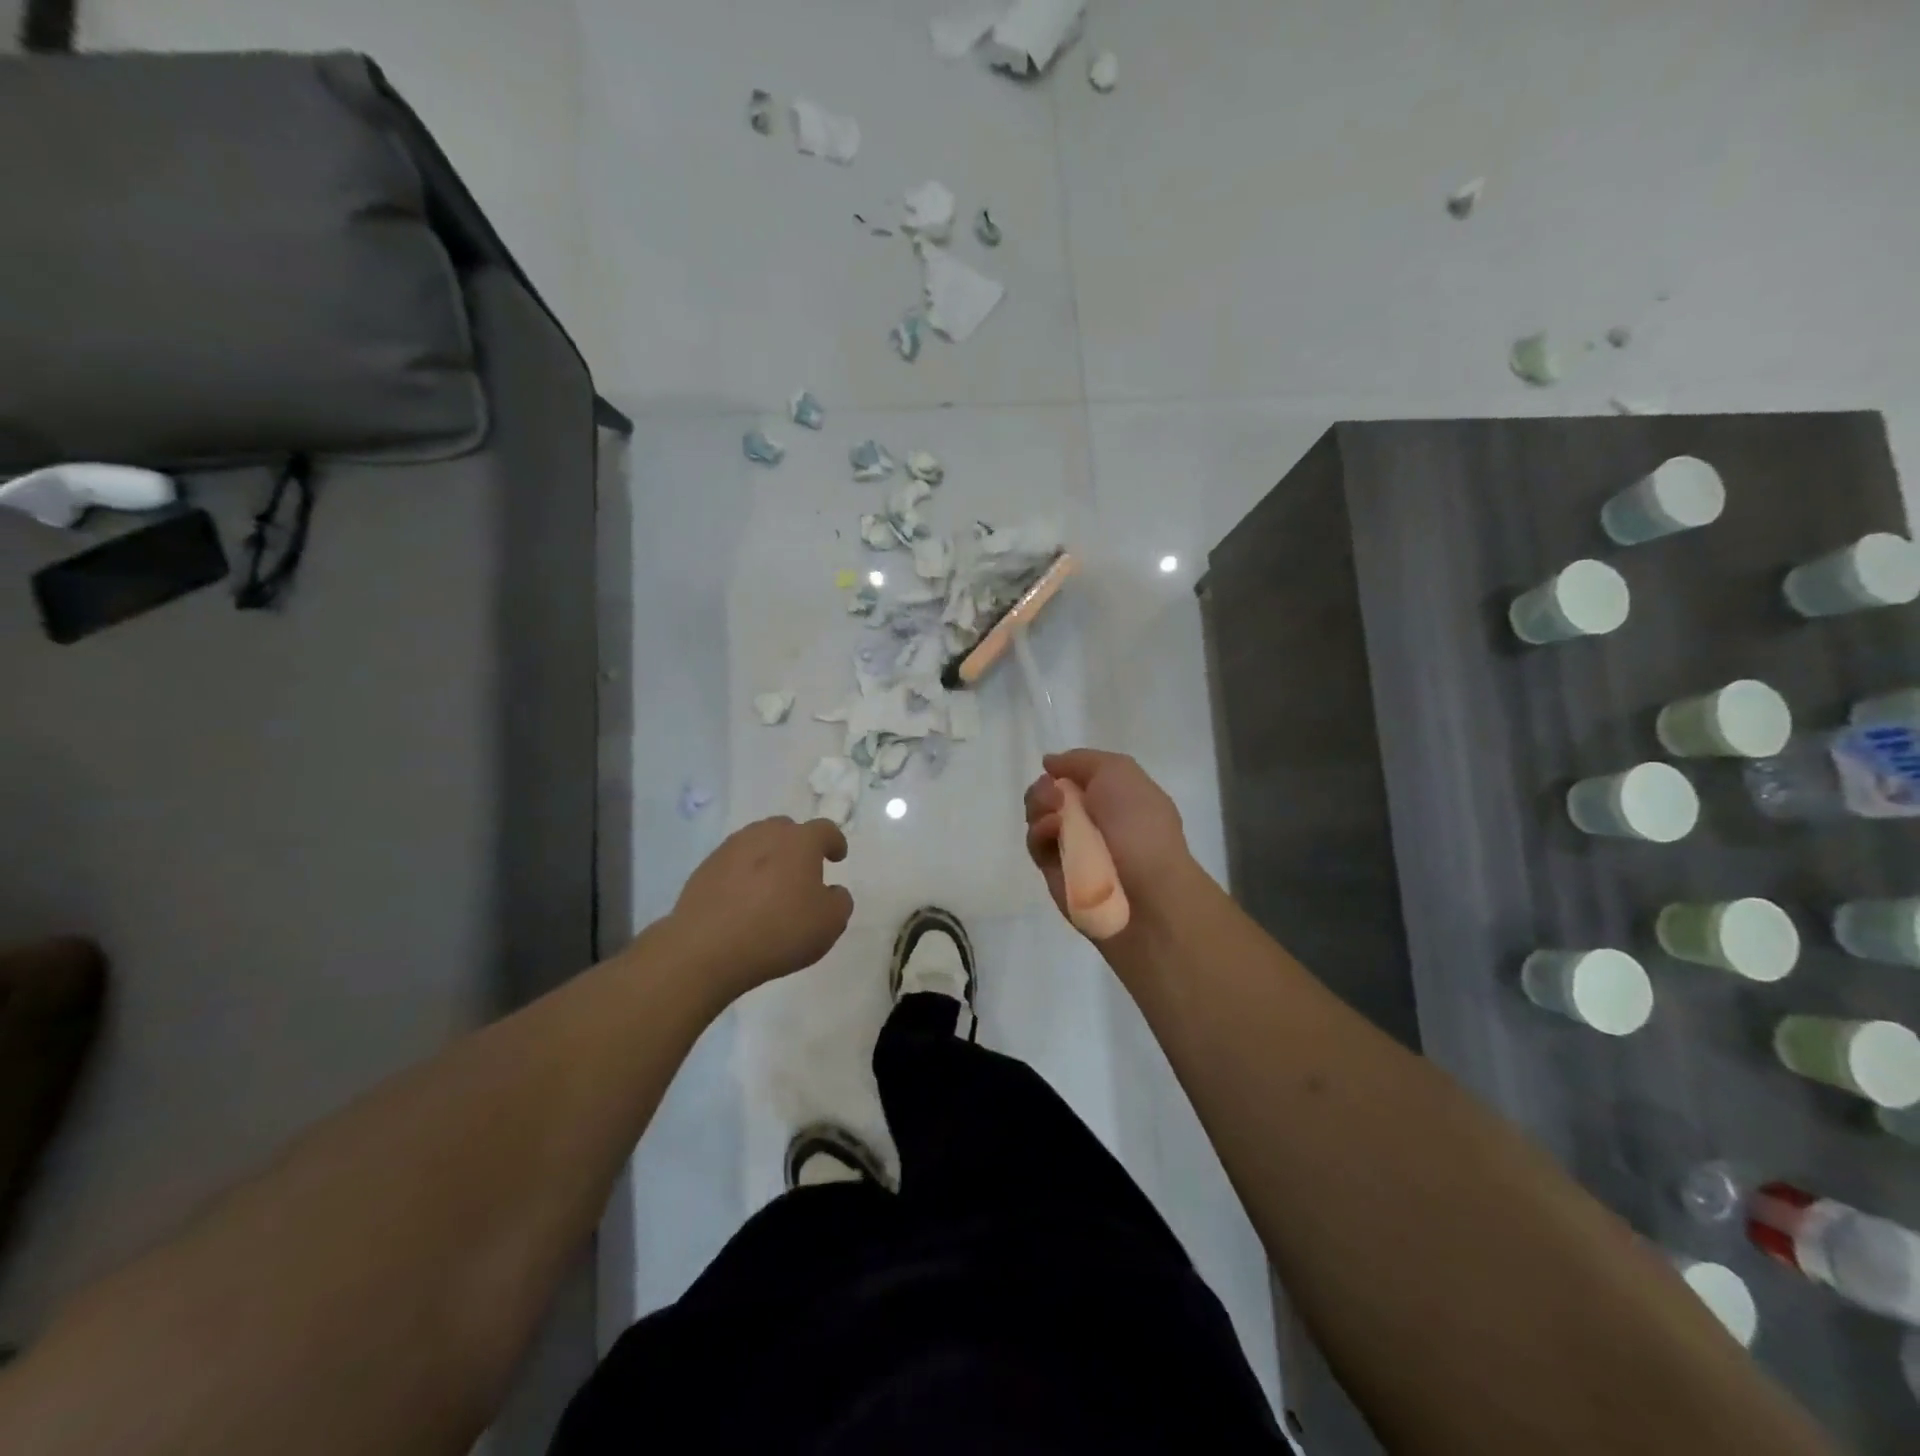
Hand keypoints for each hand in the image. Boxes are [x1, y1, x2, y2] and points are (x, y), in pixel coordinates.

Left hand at [668, 817, 853, 1002]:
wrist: (707, 949)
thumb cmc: (779, 930)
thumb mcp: (829, 923)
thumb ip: (839, 901)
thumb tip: (831, 891)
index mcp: (800, 841)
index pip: (825, 830)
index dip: (835, 842)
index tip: (837, 857)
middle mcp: (765, 835)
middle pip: (787, 830)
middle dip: (798, 845)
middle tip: (802, 872)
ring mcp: (730, 849)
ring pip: (757, 843)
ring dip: (768, 858)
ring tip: (771, 886)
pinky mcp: (704, 869)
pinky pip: (733, 864)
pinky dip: (743, 875)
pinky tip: (743, 900)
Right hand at [1024, 750, 1196, 925]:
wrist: (1146, 891)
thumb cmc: (1140, 825)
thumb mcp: (1119, 772)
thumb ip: (1081, 761)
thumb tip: (1050, 764)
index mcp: (1115, 797)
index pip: (1076, 777)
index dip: (1063, 770)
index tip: (1055, 769)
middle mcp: (1093, 820)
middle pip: (1050, 794)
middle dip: (1044, 788)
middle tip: (1054, 794)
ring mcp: (1073, 846)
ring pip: (1038, 816)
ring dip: (1039, 806)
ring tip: (1054, 812)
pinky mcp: (1055, 872)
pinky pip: (1036, 844)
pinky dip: (1039, 832)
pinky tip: (1053, 831)